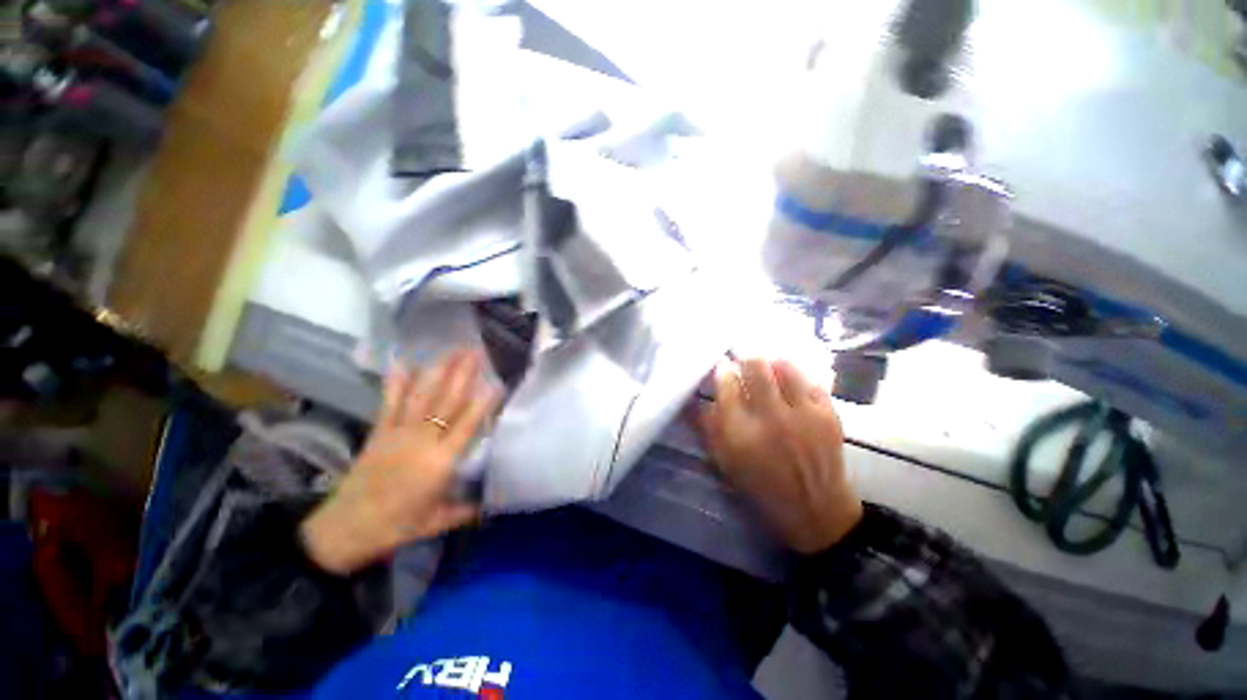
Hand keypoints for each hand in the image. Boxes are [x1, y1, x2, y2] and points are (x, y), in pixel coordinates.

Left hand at [302, 349, 499, 573]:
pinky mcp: (378, 433)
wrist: (344, 530)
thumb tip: (492, 503)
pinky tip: (402, 364)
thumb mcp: (437, 522)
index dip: (483, 403)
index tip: (497, 383)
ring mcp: (398, 433)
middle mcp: (422, 441)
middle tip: (475, 352)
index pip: (467, 425)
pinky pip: (389, 404)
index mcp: (441, 461)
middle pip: (446, 402)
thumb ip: (466, 510)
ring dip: (437, 371)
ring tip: (450, 351)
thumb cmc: (396, 527)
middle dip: (463, 374)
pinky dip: (396, 383)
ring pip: (422, 396)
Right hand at [699, 357, 862, 553]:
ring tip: (767, 364)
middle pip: (755, 367)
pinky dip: (797, 373)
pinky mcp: (827, 414)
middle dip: (745, 356)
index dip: (721, 369)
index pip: (726, 384)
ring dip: (771, 361)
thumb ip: (706, 426)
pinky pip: (810, 379)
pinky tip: (790, 378)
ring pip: (784, 366)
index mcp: (740, 433)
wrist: (815, 510)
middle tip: (743, 357)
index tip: (721, 365)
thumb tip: (690, 397)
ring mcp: (803, 414)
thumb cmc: (760, 485)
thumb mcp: (724, 460)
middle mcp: (770, 418)